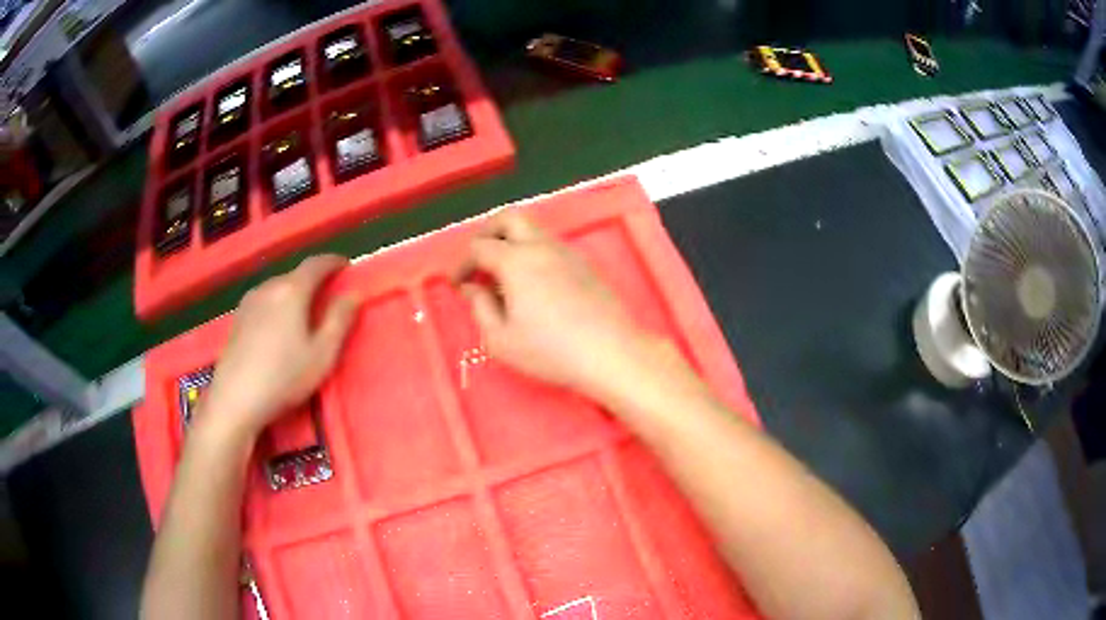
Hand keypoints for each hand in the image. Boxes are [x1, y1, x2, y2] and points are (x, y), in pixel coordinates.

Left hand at [197, 255, 360, 438]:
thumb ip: (340, 319)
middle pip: (295, 274)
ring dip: (294, 292)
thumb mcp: (322, 353)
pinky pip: (265, 299)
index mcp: (292, 290)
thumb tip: (354, 293)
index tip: (347, 265)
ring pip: (278, 287)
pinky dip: (278, 303)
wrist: (235, 398)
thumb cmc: (284, 376)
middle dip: (314, 280)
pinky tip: (279, 325)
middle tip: (328, 295)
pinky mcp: (238, 316)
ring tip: (304, 311)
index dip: (334, 262)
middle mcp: (269, 287)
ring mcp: (249, 300)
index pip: (316, 263)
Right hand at [457, 212, 664, 399]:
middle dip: (487, 233)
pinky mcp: (585, 264)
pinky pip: (551, 245)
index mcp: (516, 261)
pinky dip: (533, 253)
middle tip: (479, 260)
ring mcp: (567, 252)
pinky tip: (534, 284)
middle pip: (508, 218)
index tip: (458, 285)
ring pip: (533, 230)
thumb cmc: (551, 351)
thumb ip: (480, 308)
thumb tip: (473, 288)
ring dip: (512, 242)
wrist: (611, 353)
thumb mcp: (501, 340)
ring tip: (505, 276)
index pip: (478, 247)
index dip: (462, 264)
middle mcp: (541, 246)